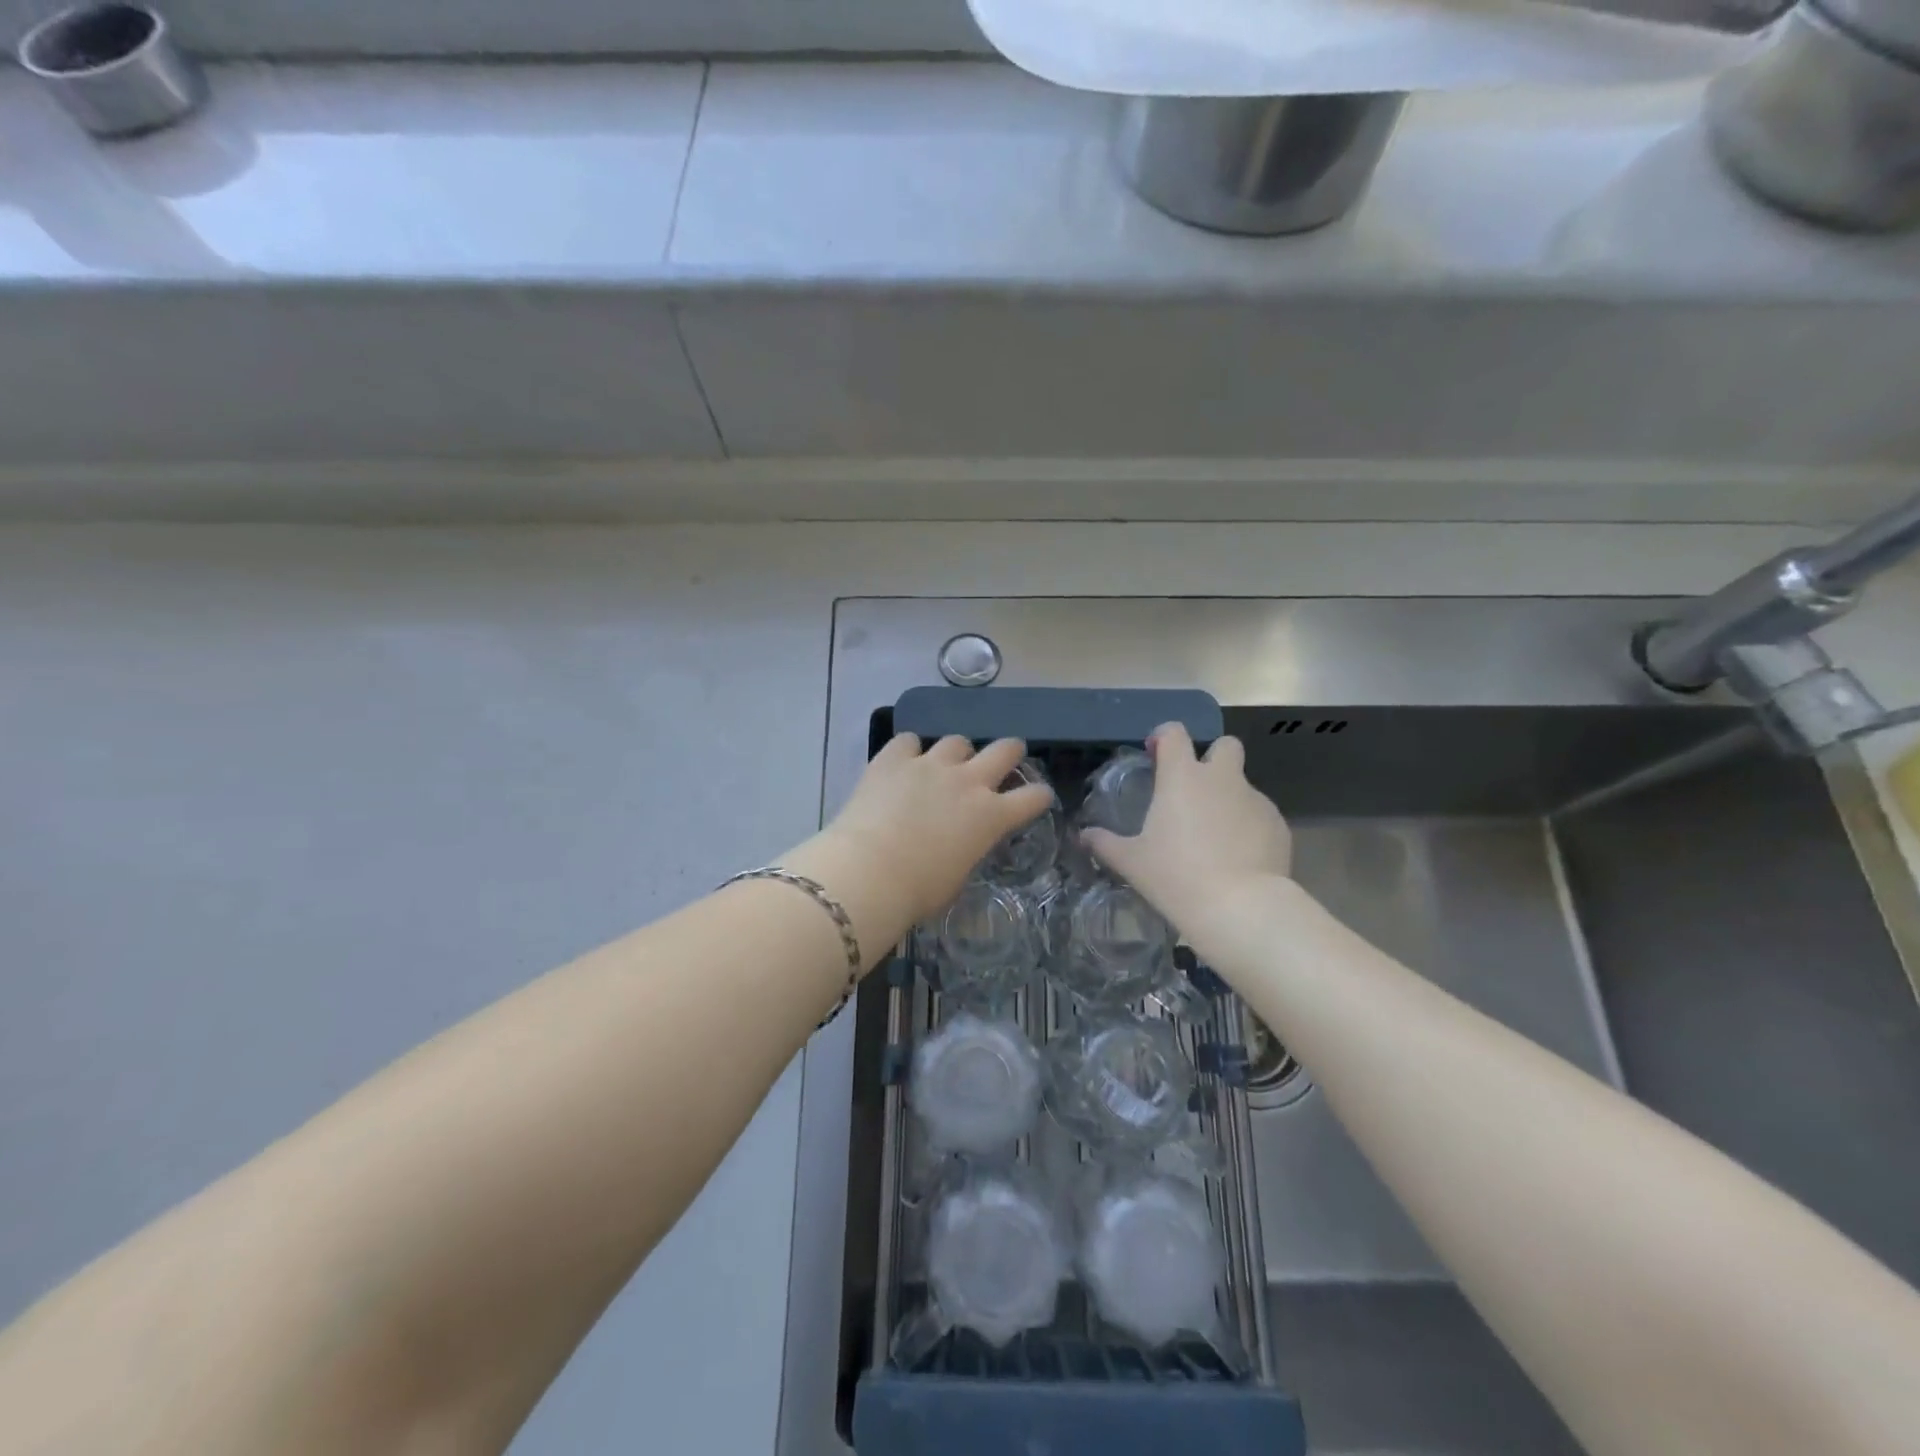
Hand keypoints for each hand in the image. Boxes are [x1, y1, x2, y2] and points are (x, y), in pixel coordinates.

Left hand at [804, 734, 1053, 953]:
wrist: (868, 872)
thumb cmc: (917, 891)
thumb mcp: (958, 877)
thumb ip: (967, 850)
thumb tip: (960, 844)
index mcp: (991, 817)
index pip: (1033, 797)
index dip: (1039, 796)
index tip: (1037, 797)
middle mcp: (968, 782)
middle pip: (1005, 750)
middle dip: (1010, 752)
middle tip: (1005, 758)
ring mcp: (931, 765)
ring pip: (957, 741)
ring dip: (956, 753)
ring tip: (944, 765)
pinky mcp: (894, 758)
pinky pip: (909, 741)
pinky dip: (909, 751)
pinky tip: (903, 762)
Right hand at [1081, 723, 1292, 933]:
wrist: (1240, 908)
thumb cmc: (1175, 876)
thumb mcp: (1131, 862)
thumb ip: (1104, 843)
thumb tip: (1083, 836)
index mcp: (1182, 777)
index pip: (1174, 732)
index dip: (1164, 737)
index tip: (1156, 755)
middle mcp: (1222, 778)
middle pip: (1225, 745)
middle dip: (1212, 758)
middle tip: (1195, 790)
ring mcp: (1255, 800)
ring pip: (1242, 785)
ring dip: (1228, 799)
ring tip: (1215, 838)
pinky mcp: (1279, 825)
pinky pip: (1260, 815)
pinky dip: (1248, 827)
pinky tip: (1238, 857)